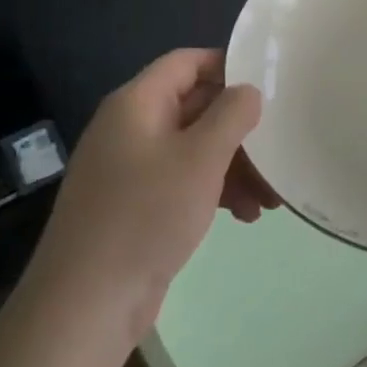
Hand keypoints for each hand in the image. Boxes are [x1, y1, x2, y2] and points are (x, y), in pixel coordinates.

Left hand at [34, 49, 267, 328]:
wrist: (87, 304)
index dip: (228, 66)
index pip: (186, 62)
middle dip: (241, 130)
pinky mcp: (135, 205)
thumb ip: (232, 114)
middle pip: (196, 108)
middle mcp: (130, 128)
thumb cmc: (147, 215)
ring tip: (271, 198)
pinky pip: (183, 181)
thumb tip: (248, 91)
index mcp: (136, 104)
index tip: (269, 84)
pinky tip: (245, 216)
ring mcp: (130, 169)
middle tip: (280, 151)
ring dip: (236, 166)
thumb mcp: (201, 157)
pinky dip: (215, 190)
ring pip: (195, 149)